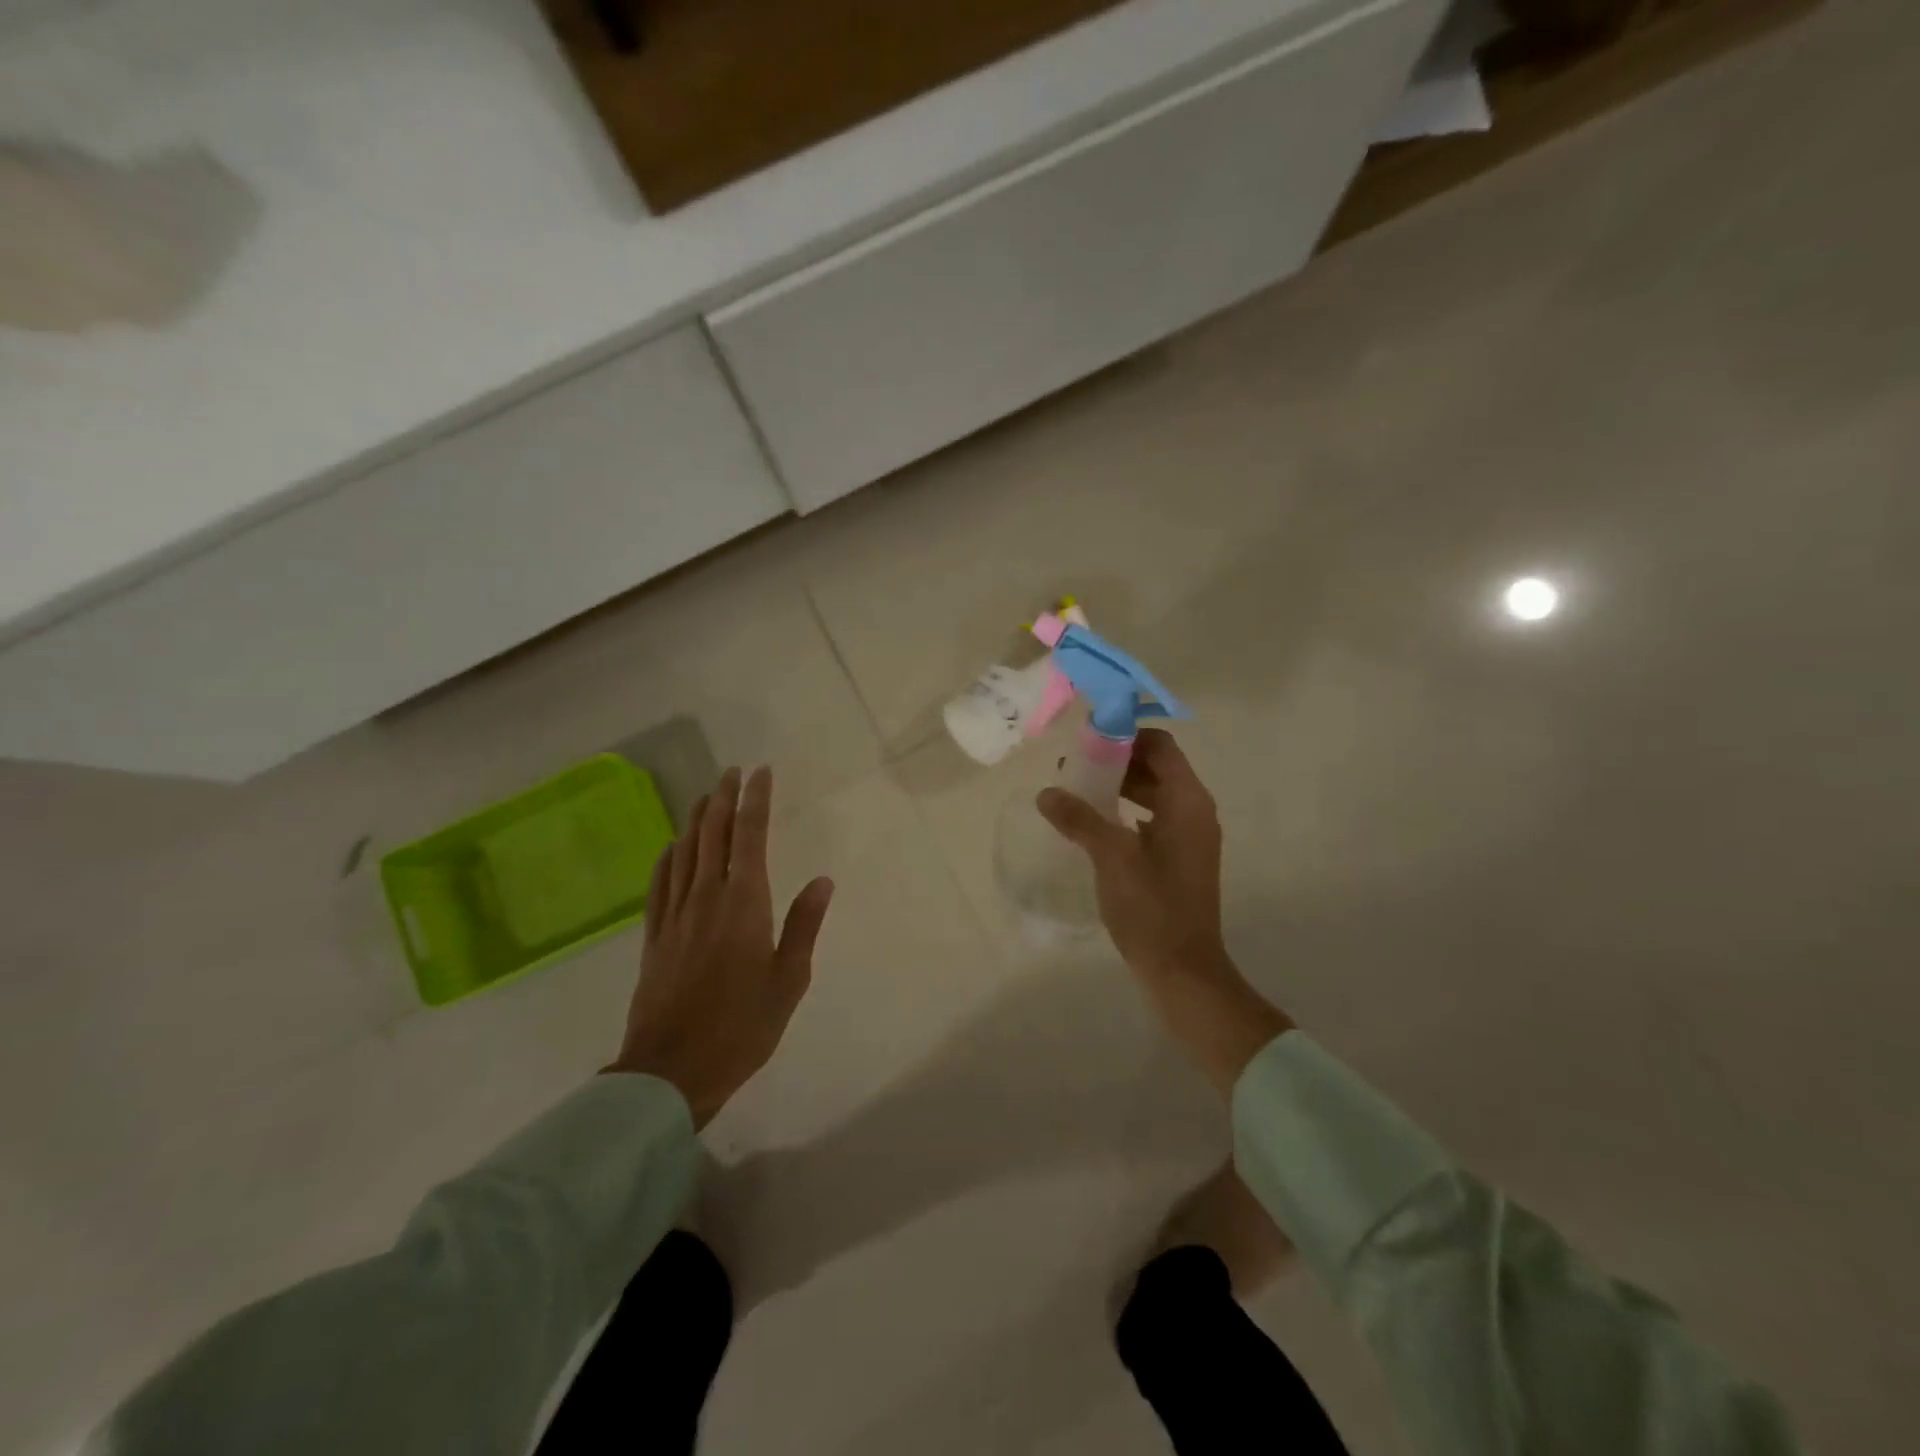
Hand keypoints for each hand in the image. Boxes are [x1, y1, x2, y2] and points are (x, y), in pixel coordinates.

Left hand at [606, 766, 834, 1127]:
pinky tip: (673, 846)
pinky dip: (668, 856)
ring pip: (685, 852)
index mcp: (744, 904)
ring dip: (697, 819)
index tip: (761, 773)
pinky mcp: (654, 936)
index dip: (756, 801)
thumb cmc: (742, 1027)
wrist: (670, 1070)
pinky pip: (660, 883)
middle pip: (713, 835)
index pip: (750, 837)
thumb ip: (804, 925)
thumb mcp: (789, 980)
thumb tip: (822, 880)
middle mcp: (707, 898)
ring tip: (707, 796)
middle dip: (724, 798)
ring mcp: (675, 915)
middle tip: (732, 772)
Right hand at [1038, 729, 1290, 1095]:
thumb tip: (1046, 793)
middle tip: (1074, 767)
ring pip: (1153, 794)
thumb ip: (1079, 819)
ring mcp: (1189, 836)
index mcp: (1188, 802)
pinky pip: (1152, 819)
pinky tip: (1094, 825)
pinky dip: (1126, 812)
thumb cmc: (1151, 907)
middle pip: (1157, 766)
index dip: (1126, 736)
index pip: (1161, 746)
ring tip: (1077, 793)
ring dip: (1119, 787)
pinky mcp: (1179, 858)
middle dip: (1117, 761)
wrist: (1183, 970)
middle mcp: (1195, 811)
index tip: (1088, 739)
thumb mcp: (1111, 857)